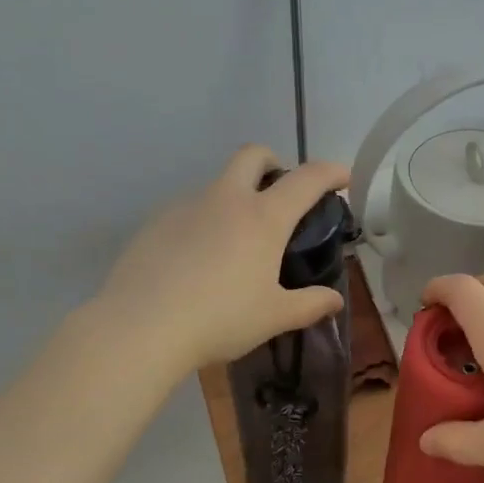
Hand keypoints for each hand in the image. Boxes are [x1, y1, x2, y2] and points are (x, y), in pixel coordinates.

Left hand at [97, 146, 350, 374]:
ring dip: (234, 198)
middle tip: (280, 194)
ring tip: (234, 244)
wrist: (141, 327)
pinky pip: (188, 211)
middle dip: (273, 163)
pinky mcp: (155, 223)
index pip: (306, 180)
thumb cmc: (220, 319)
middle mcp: (225, 200)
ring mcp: (185, 207)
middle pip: (253, 155)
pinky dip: (203, 223)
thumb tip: (335, 301)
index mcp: (262, 218)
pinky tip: (197, 261)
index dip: (329, 173)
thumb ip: (309, 305)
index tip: (342, 178)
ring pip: (217, 185)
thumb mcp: (273, 317)